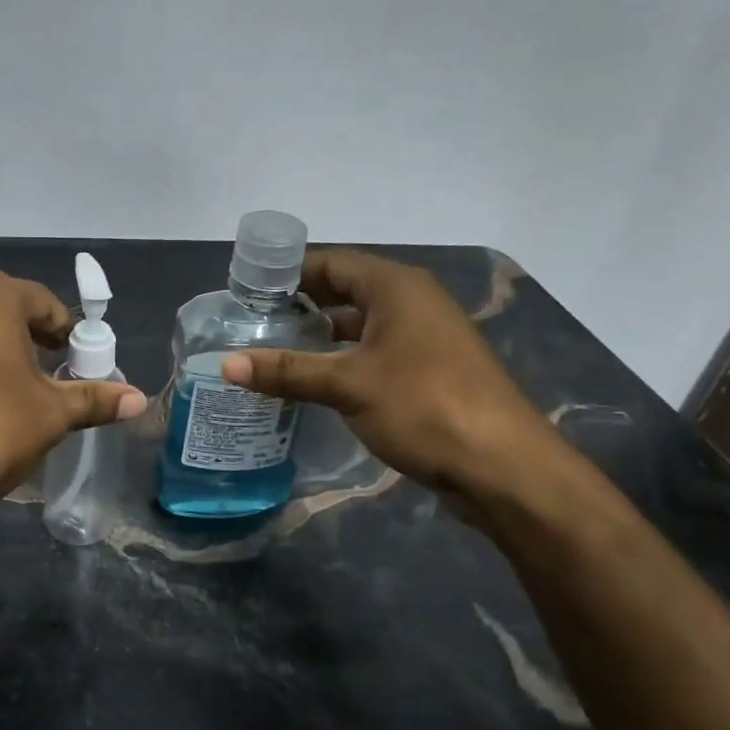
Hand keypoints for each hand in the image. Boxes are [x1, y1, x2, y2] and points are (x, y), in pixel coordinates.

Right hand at [220, 250, 557, 500]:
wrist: (504, 467)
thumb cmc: (424, 406)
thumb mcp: (349, 385)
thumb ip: (288, 371)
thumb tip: (226, 364)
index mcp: (396, 287)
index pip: (331, 263)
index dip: (288, 274)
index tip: (247, 292)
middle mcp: (412, 302)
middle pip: (345, 291)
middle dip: (301, 305)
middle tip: (253, 324)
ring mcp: (424, 338)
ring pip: (361, 325)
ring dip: (321, 336)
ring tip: (274, 352)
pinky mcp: (429, 371)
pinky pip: (375, 353)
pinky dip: (343, 360)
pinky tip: (315, 382)